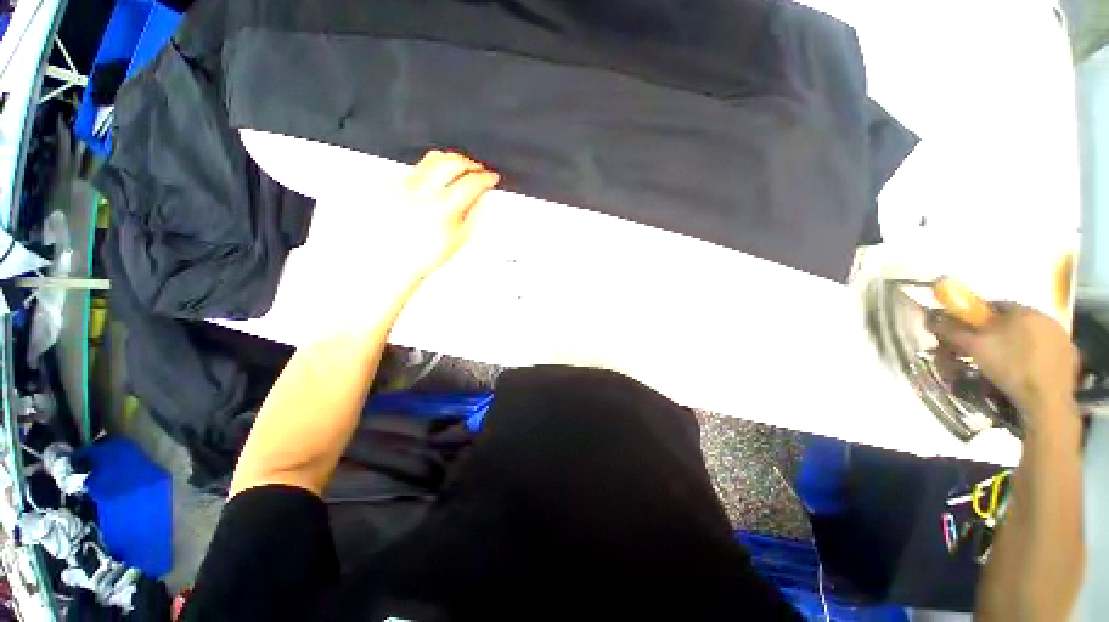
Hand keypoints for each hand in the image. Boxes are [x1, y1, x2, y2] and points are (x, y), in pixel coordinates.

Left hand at [383, 150, 499, 285]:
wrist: (394, 260)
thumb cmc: (423, 254)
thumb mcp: (459, 238)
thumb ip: (473, 213)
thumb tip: (481, 196)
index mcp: (444, 208)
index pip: (472, 182)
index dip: (486, 178)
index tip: (491, 178)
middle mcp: (423, 192)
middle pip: (453, 162)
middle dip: (470, 164)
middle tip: (478, 170)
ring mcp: (405, 185)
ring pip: (433, 158)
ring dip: (451, 161)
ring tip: (458, 170)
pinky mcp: (392, 184)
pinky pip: (416, 168)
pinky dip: (430, 170)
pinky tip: (435, 181)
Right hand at [930, 304, 1078, 421]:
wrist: (1047, 400)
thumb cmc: (1009, 367)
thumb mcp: (974, 348)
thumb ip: (953, 331)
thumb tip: (932, 319)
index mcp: (1023, 310)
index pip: (994, 305)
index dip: (977, 317)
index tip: (966, 331)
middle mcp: (1045, 317)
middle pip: (1013, 320)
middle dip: (997, 331)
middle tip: (983, 349)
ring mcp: (1061, 336)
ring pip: (1030, 335)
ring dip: (1016, 343)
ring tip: (1004, 362)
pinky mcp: (1070, 355)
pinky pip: (1045, 349)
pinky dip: (1033, 356)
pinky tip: (1024, 370)